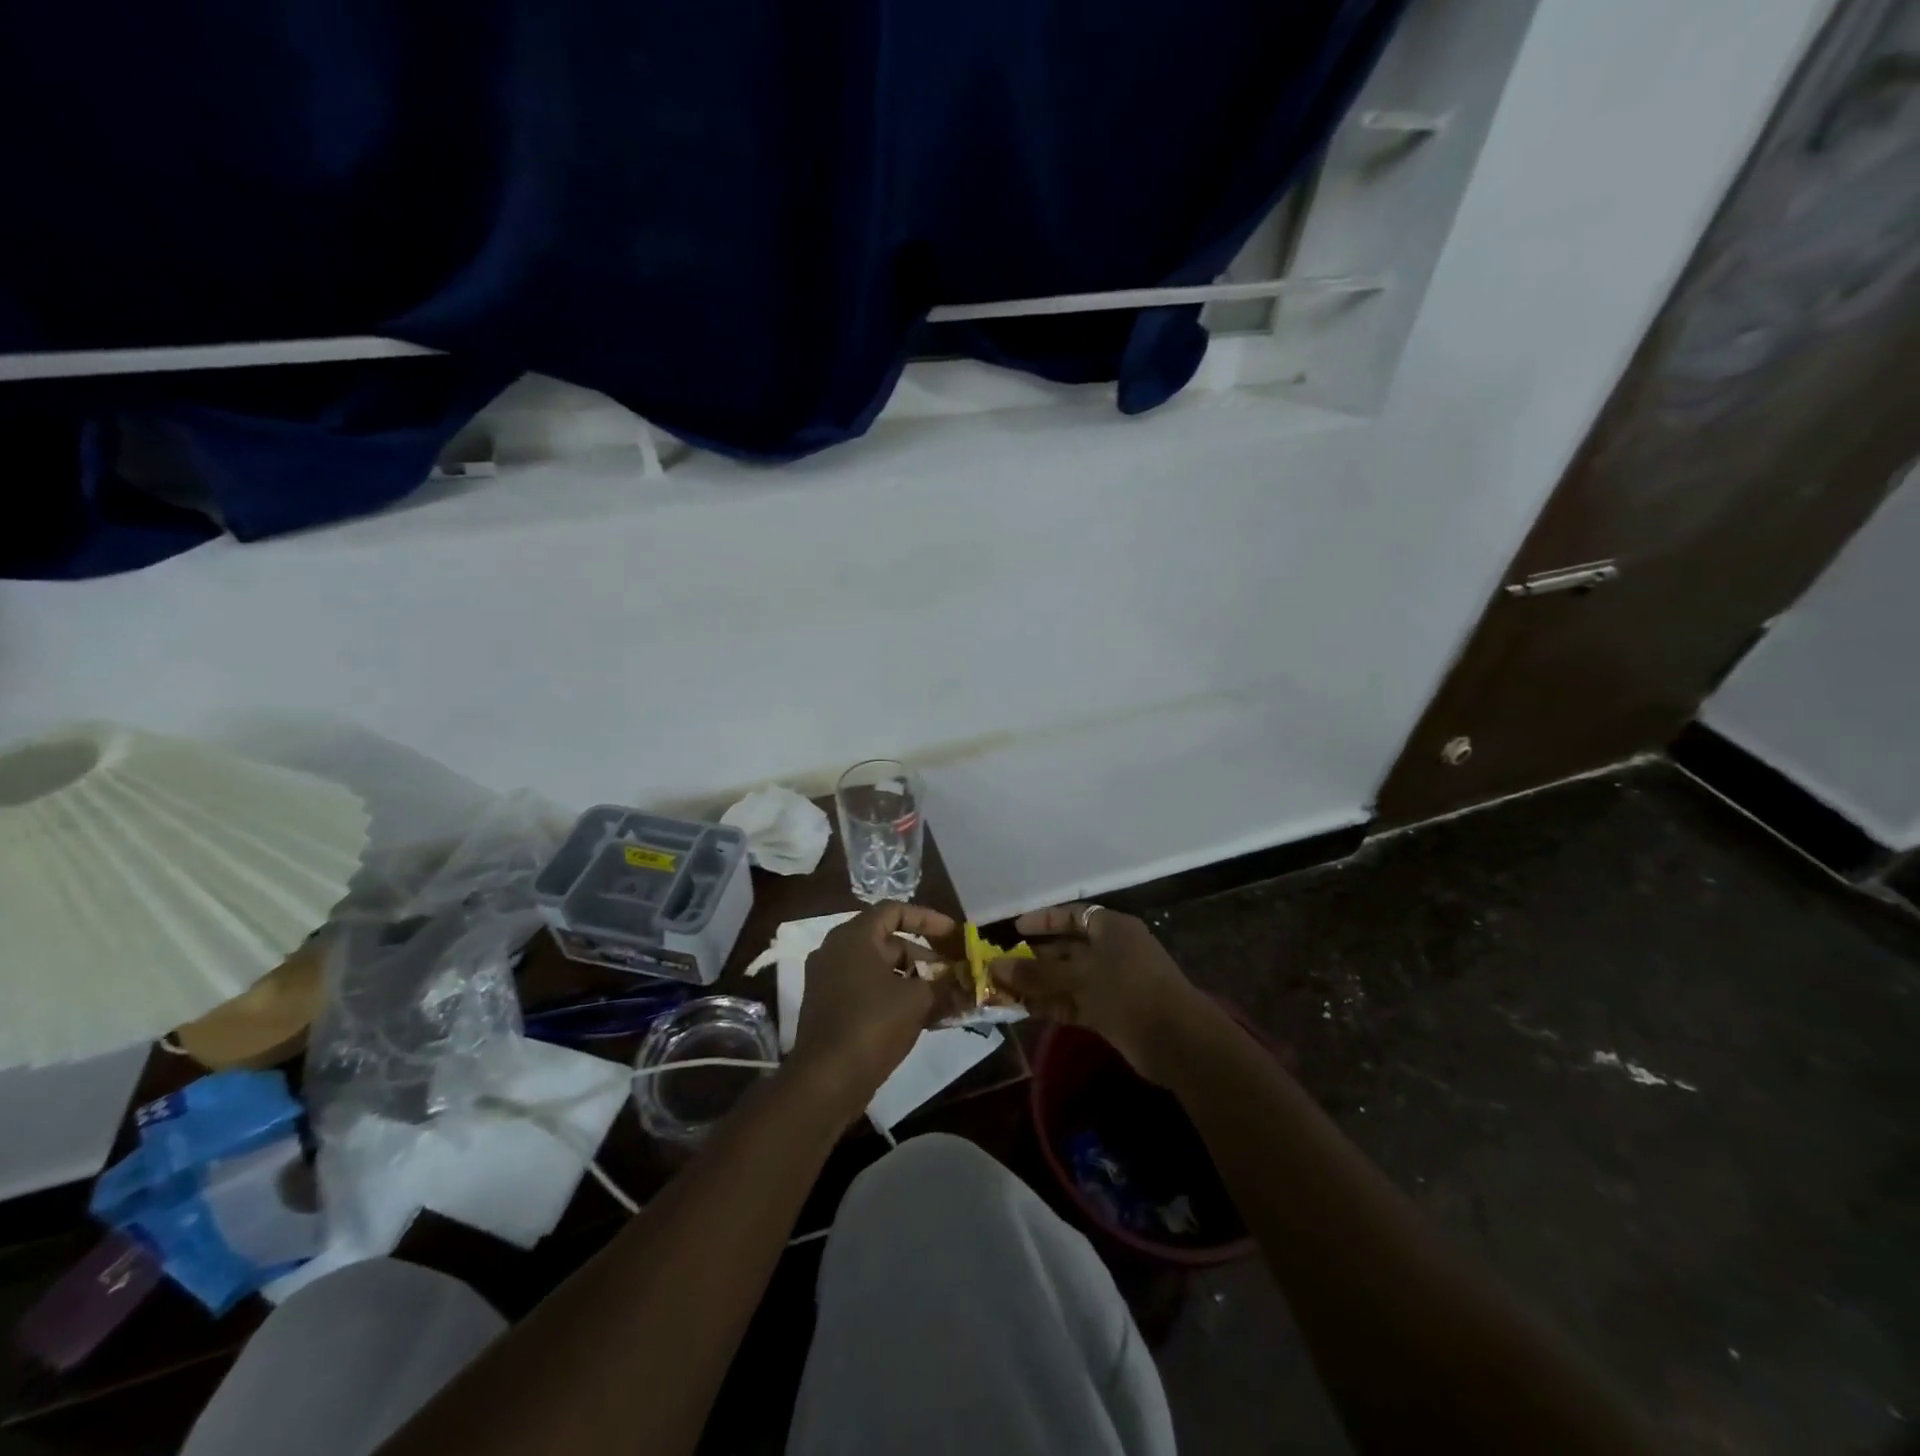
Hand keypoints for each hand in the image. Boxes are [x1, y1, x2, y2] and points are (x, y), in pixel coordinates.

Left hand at [788, 903, 964, 1117]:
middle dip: (925, 956)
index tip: (953, 934)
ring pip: (880, 970)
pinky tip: (926, 1018)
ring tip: (946, 999)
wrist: (825, 1081)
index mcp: (853, 937)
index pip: (894, 910)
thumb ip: (944, 986)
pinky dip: (896, 997)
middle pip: (888, 942)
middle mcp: (837, 951)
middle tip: (953, 973)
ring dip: (914, 981)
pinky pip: (869, 991)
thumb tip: (968, 985)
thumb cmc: (872, 1025)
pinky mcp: (830, 1009)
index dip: (927, 918)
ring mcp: (830, 981)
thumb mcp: (917, 1000)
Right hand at [990, 904, 1201, 1084]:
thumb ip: (1036, 973)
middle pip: (1068, 947)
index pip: (1072, 915)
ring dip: (1038, 984)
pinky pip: (1074, 1002)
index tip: (1015, 929)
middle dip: (1035, 956)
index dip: (1043, 920)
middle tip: (1001, 964)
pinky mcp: (1111, 1012)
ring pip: (1068, 978)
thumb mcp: (1078, 976)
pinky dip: (1051, 1005)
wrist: (1176, 1040)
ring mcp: (1112, 983)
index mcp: (1111, 928)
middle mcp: (1112, 950)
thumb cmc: (1128, 990)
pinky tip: (1022, 1009)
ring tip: (1003, 989)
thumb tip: (995, 966)